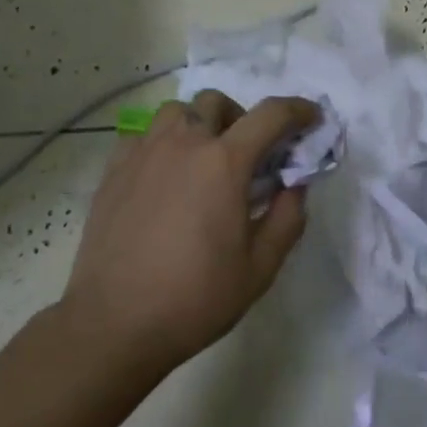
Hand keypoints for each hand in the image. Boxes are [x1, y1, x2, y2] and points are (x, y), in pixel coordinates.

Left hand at [61, 91, 318, 370]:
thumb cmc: (195, 297)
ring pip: (176, 111)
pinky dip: (162, 143)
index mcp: (224, 162)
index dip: (298, 110)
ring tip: (202, 160)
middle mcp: (184, 143)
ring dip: (198, 124)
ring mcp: (143, 152)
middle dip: (242, 118)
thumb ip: (287, 218)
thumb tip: (295, 185)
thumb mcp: (260, 268)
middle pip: (217, 102)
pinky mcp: (114, 169)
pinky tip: (164, 176)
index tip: (311, 118)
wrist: (114, 323)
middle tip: (247, 154)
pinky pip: (143, 135)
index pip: (271, 115)